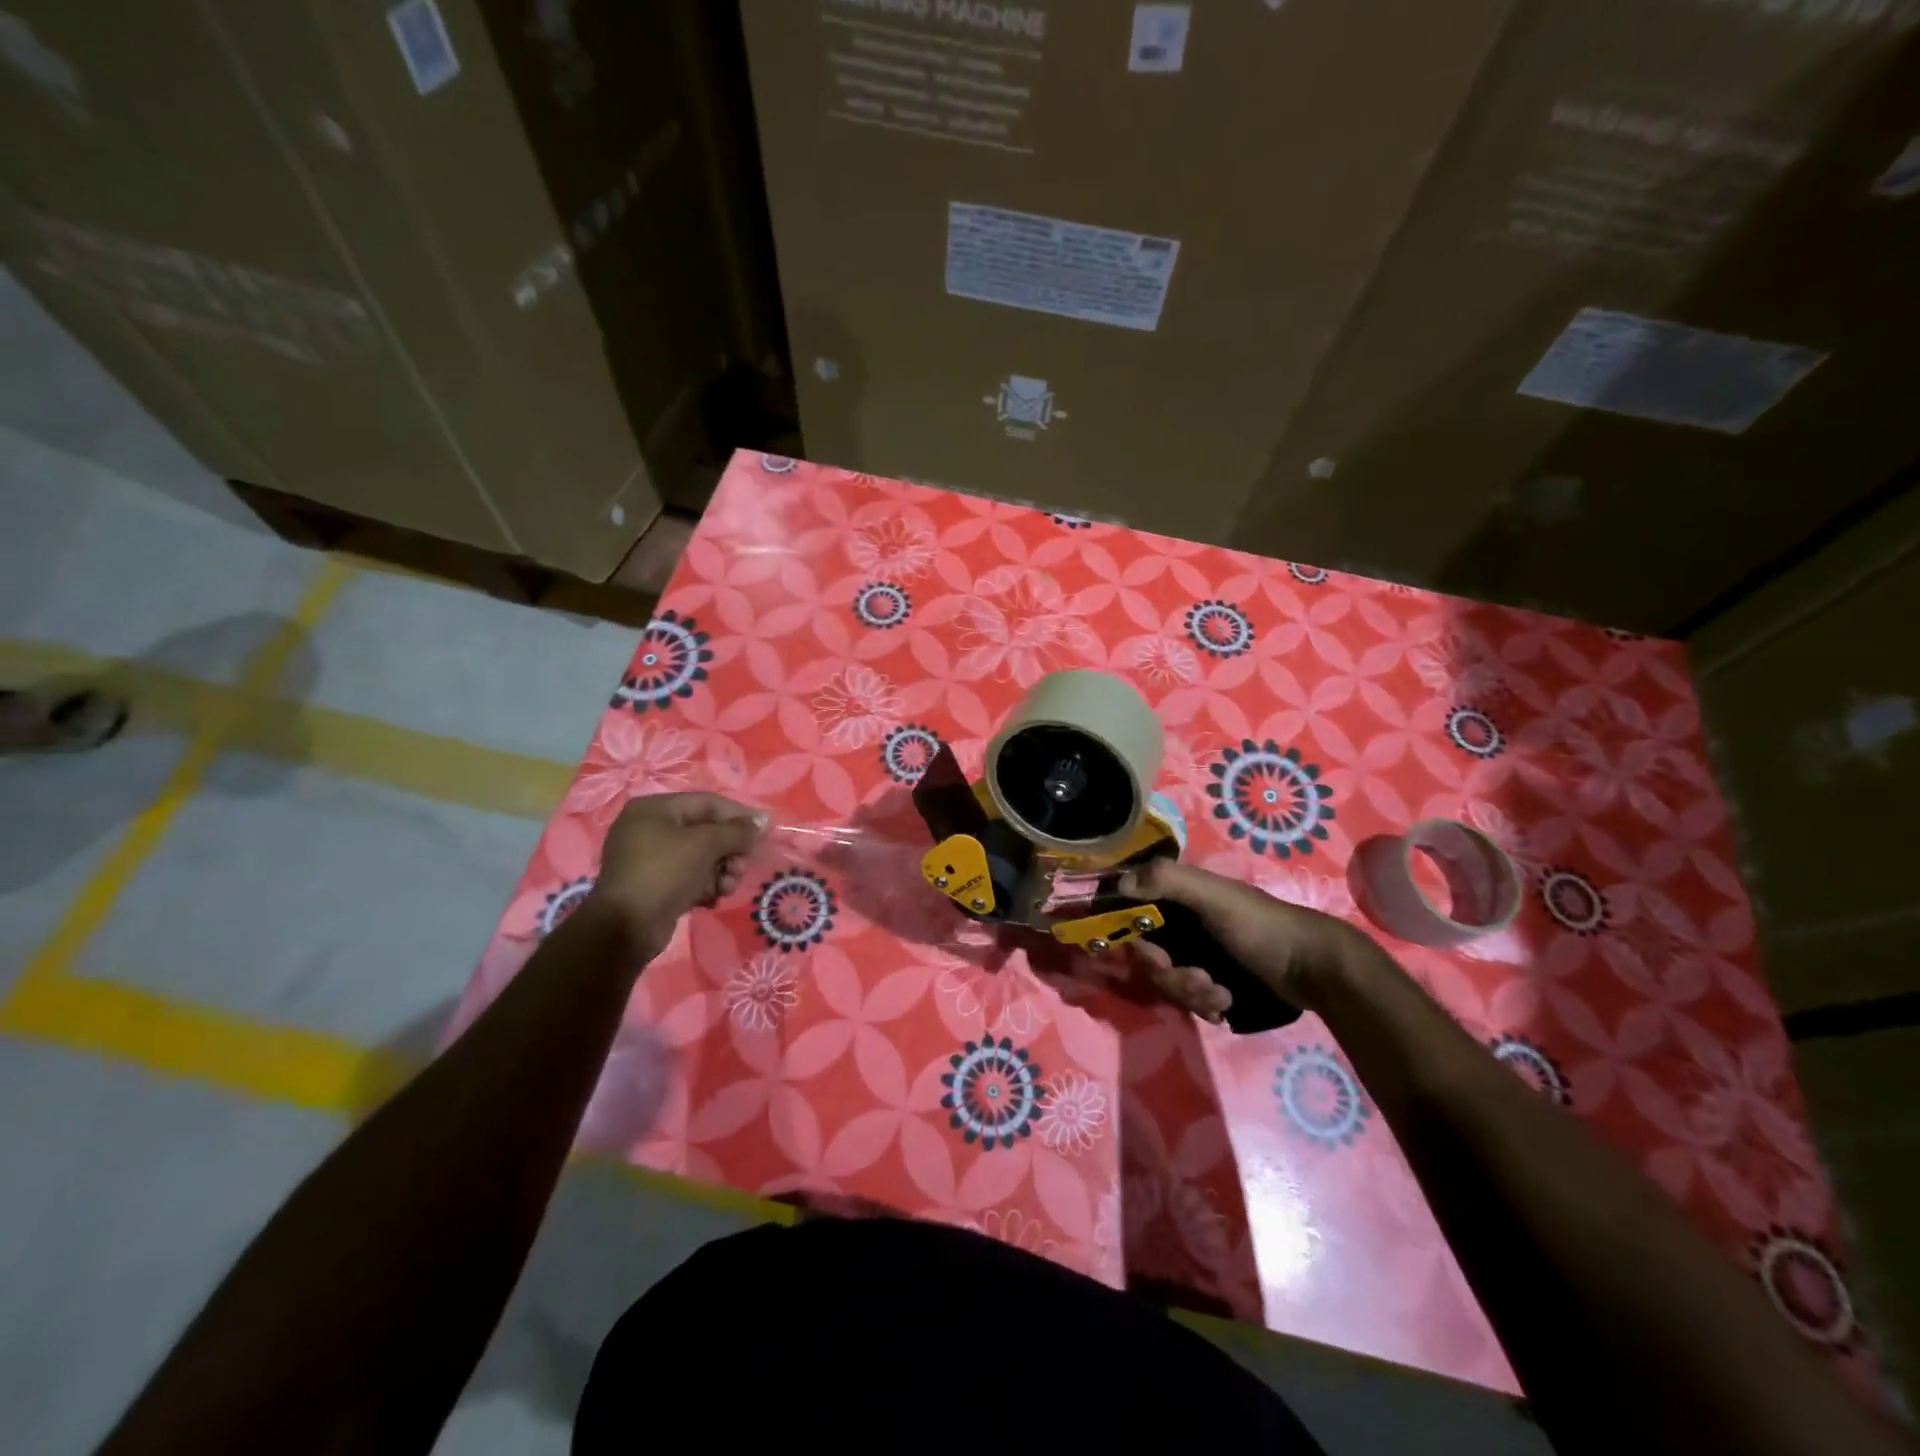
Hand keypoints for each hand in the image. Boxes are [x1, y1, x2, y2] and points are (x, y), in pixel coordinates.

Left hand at [588, 793, 767, 960]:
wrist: (626, 928)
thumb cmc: (664, 873)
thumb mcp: (704, 845)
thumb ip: (737, 831)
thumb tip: (763, 822)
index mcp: (654, 809)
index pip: (708, 803)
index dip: (739, 815)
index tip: (764, 830)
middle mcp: (650, 828)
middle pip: (706, 831)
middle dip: (730, 850)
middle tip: (743, 866)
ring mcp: (650, 858)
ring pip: (701, 856)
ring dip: (722, 870)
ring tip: (728, 887)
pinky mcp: (655, 884)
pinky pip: (690, 875)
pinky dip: (706, 884)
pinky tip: (713, 898)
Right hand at [1117, 858, 1374, 1018]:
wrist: (1314, 969)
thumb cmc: (1261, 926)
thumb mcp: (1214, 897)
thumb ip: (1168, 881)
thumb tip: (1119, 882)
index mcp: (1179, 897)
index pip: (1134, 915)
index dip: (1134, 939)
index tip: (1154, 957)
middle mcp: (1183, 924)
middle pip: (1149, 956)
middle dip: (1170, 974)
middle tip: (1199, 979)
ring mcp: (1198, 955)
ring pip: (1168, 981)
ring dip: (1190, 992)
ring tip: (1221, 994)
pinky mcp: (1213, 982)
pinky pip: (1188, 999)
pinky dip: (1205, 1003)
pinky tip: (1226, 1002)